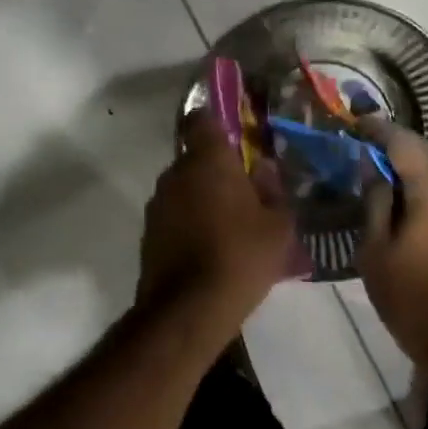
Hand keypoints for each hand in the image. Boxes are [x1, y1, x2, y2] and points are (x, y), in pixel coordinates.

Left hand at [137, 110, 296, 321]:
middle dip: (219, 170)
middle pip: (197, 158)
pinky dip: (190, 223)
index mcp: (208, 160)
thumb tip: (263, 170)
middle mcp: (176, 173)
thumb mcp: (278, 225)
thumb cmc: (241, 256)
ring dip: (204, 199)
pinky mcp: (148, 234)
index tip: (238, 139)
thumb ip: (274, 190)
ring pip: (185, 189)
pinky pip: (175, 216)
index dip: (219, 123)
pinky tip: (211, 249)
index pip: (204, 119)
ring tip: (231, 226)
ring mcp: (157, 204)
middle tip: (247, 193)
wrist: (188, 309)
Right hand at [356, 119, 427, 372]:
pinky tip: (406, 203)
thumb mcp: (376, 250)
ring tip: (379, 178)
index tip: (353, 124)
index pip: (403, 141)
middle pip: (426, 152)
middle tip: (361, 153)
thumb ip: (375, 202)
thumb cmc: (415, 299)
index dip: (376, 130)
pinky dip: (427, 188)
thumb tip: (374, 170)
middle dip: (394, 149)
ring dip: (412, 169)